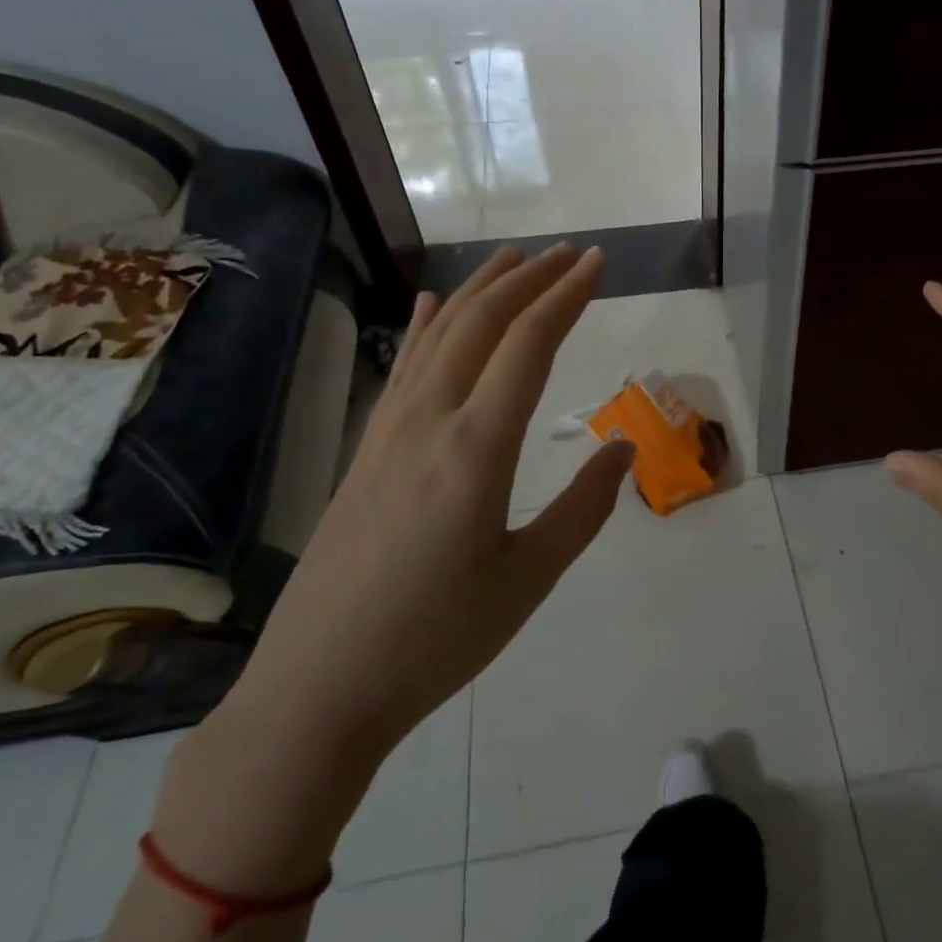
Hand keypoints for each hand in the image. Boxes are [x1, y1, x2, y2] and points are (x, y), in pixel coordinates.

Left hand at [224, 245, 635, 768]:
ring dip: (480, 291)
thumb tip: (622, 448)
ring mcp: (387, 432)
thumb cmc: (437, 640)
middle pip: (482, 323)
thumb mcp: (528, 580)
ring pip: (437, 336)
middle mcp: (429, 421)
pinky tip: (428, 305)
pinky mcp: (364, 451)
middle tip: (570, 252)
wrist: (318, 689)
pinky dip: (422, 327)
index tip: (598, 263)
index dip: (567, 296)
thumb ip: (583, 508)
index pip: (530, 345)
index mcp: (476, 449)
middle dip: (530, 279)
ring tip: (514, 260)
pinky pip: (401, 369)